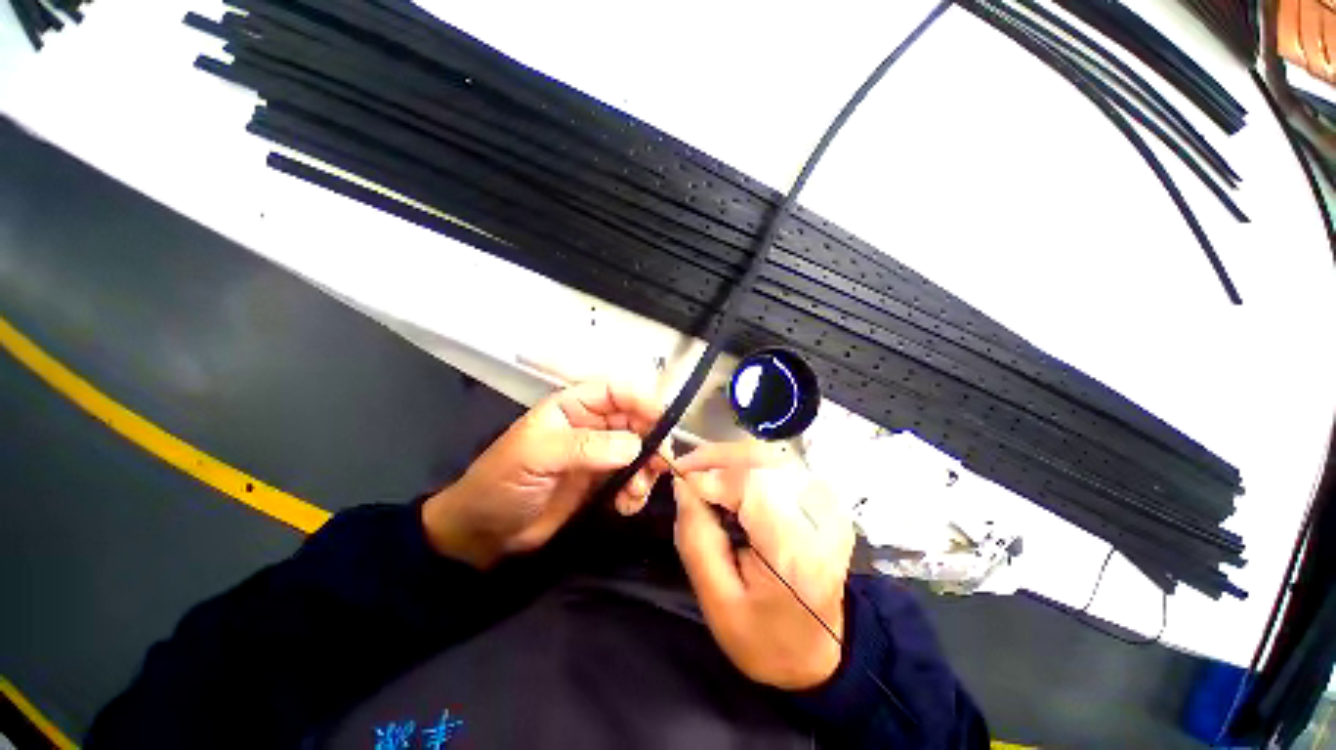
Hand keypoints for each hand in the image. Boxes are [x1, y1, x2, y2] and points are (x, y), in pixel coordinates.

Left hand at [423, 381, 665, 568]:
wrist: (485, 534)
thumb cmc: (501, 483)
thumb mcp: (537, 456)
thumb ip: (585, 447)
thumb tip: (635, 445)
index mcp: (573, 407)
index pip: (615, 391)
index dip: (641, 400)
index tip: (664, 420)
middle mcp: (591, 426)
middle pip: (636, 421)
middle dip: (652, 441)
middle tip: (660, 466)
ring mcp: (599, 456)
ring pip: (640, 451)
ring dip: (647, 471)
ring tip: (635, 493)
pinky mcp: (603, 483)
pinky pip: (633, 479)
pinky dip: (638, 491)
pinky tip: (627, 506)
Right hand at [672, 441, 854, 689]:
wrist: (818, 653)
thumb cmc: (764, 638)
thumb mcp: (716, 602)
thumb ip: (696, 538)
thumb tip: (683, 484)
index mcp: (795, 552)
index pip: (751, 486)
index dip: (711, 475)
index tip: (680, 480)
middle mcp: (820, 518)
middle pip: (762, 460)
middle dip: (717, 457)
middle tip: (685, 468)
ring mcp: (828, 505)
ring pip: (769, 455)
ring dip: (730, 458)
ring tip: (701, 473)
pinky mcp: (824, 499)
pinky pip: (778, 464)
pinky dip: (746, 464)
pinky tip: (727, 479)